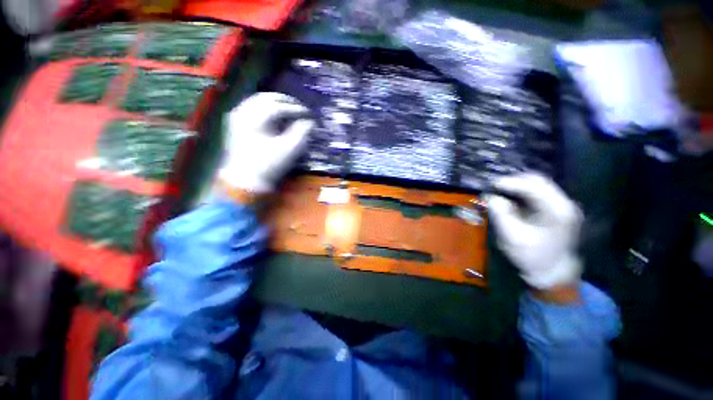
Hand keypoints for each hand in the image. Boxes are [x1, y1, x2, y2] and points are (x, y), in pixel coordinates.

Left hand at [218, 92, 314, 195]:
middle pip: (266, 98)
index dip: (296, 108)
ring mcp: (236, 117)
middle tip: (299, 107)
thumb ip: (301, 132)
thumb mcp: (289, 149)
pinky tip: (274, 116)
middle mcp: (242, 112)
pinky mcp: (235, 124)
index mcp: (254, 119)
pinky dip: (265, 108)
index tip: (308, 114)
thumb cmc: (268, 165)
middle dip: (285, 101)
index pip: (278, 106)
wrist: (245, 180)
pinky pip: (252, 108)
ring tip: (288, 109)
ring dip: (275, 103)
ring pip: (257, 101)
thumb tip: (309, 122)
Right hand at [485, 173, 582, 289]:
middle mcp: (565, 204)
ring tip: (500, 189)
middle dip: (514, 181)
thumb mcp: (512, 237)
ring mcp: (563, 206)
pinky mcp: (558, 210)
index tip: (491, 184)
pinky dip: (523, 192)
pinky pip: (539, 193)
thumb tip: (490, 197)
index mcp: (558, 211)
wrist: (553, 273)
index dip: (511, 182)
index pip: (534, 186)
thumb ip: (500, 214)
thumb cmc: (532, 257)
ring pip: (539, 185)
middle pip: (539, 181)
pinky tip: (512, 197)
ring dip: (519, 185)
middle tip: (495, 186)